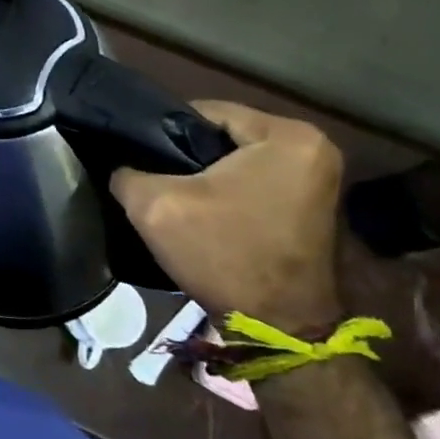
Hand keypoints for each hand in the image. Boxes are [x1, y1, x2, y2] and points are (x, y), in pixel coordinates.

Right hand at [110, 101, 343, 332]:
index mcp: (287, 135)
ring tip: (174, 195)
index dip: (162, 131)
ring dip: (205, 174)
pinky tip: (203, 211)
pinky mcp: (312, 204)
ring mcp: (319, 177)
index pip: (204, 111)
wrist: (278, 327)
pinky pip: (255, 179)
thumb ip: (127, 172)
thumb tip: (120, 163)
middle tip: (154, 178)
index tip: (138, 157)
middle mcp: (313, 147)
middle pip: (223, 135)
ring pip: (238, 159)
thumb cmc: (223, 254)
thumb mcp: (155, 206)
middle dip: (186, 154)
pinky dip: (227, 190)